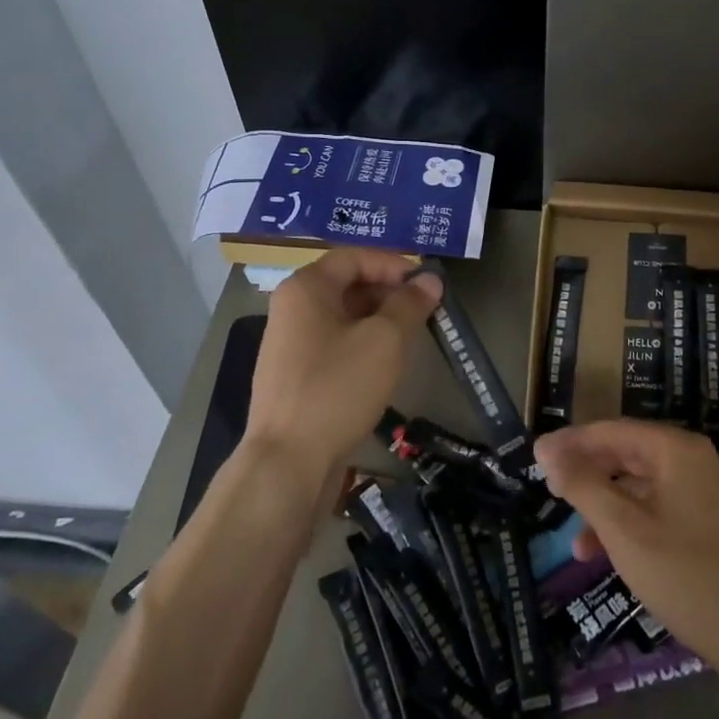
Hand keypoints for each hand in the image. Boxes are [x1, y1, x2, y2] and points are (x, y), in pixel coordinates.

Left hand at [246, 249, 442, 479]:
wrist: (287, 461)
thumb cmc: (337, 387)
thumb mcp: (385, 340)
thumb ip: (410, 304)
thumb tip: (430, 281)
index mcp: (306, 288)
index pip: (354, 257)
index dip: (393, 265)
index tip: (426, 284)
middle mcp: (292, 308)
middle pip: (348, 285)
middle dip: (389, 294)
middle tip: (425, 312)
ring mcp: (290, 344)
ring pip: (344, 318)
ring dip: (379, 321)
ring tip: (411, 339)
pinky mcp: (295, 376)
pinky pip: (335, 345)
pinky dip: (363, 346)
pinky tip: (384, 367)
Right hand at [535, 420, 718, 678]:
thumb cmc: (686, 575)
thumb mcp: (623, 529)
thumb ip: (583, 485)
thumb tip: (548, 450)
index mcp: (674, 450)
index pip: (610, 431)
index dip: (569, 443)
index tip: (535, 458)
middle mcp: (691, 459)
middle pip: (625, 454)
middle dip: (585, 474)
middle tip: (549, 492)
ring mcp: (704, 491)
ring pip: (639, 485)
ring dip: (604, 506)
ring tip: (574, 540)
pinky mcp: (708, 521)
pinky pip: (657, 507)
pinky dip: (629, 523)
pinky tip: (607, 553)